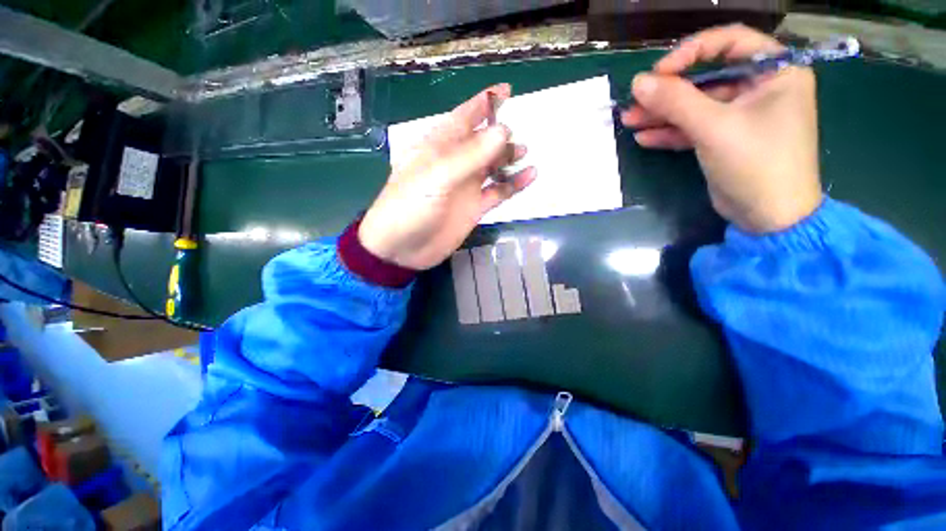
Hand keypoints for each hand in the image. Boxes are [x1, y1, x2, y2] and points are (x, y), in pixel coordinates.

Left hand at [359, 84, 536, 269]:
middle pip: (483, 141)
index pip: (464, 117)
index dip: (484, 103)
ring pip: (493, 166)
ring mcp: (466, 187)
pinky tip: (529, 176)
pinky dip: (514, 184)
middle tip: (517, 135)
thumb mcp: (437, 176)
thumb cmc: (409, 206)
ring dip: (509, 158)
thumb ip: (470, 155)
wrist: (401, 249)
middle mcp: (455, 163)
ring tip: (525, 153)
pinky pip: (499, 192)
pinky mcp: (474, 208)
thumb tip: (504, 131)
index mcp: (439, 146)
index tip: (507, 91)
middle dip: (501, 134)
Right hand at [621, 24, 821, 233]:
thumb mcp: (714, 128)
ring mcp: (742, 115)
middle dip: (668, 91)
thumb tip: (638, 83)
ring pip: (697, 105)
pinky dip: (671, 132)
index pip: (730, 42)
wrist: (769, 217)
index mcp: (775, 71)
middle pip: (707, 78)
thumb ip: (676, 102)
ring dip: (662, 114)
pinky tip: (645, 138)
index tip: (659, 73)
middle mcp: (761, 88)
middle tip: (634, 102)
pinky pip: (696, 127)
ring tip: (629, 121)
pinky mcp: (726, 138)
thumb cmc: (756, 164)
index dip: (692, 52)